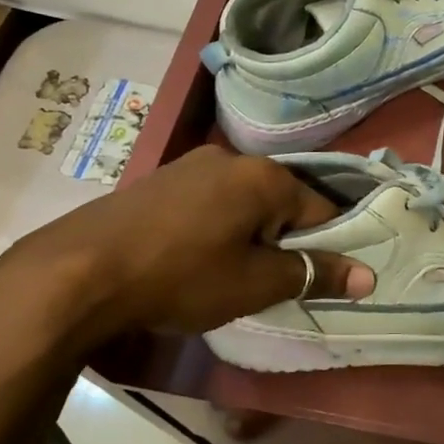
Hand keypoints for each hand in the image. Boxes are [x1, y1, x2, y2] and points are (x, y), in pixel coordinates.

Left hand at [0, 146, 372, 345]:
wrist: (74, 274)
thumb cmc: (180, 277)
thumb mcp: (255, 284)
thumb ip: (314, 274)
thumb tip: (368, 277)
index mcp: (264, 176)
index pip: (322, 211)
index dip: (325, 249)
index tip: (314, 282)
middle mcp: (231, 159)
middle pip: (282, 204)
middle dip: (283, 242)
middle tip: (268, 284)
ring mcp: (189, 166)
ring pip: (243, 204)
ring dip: (248, 237)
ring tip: (228, 277)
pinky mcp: (157, 181)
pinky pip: (208, 204)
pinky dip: (215, 230)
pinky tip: (192, 260)